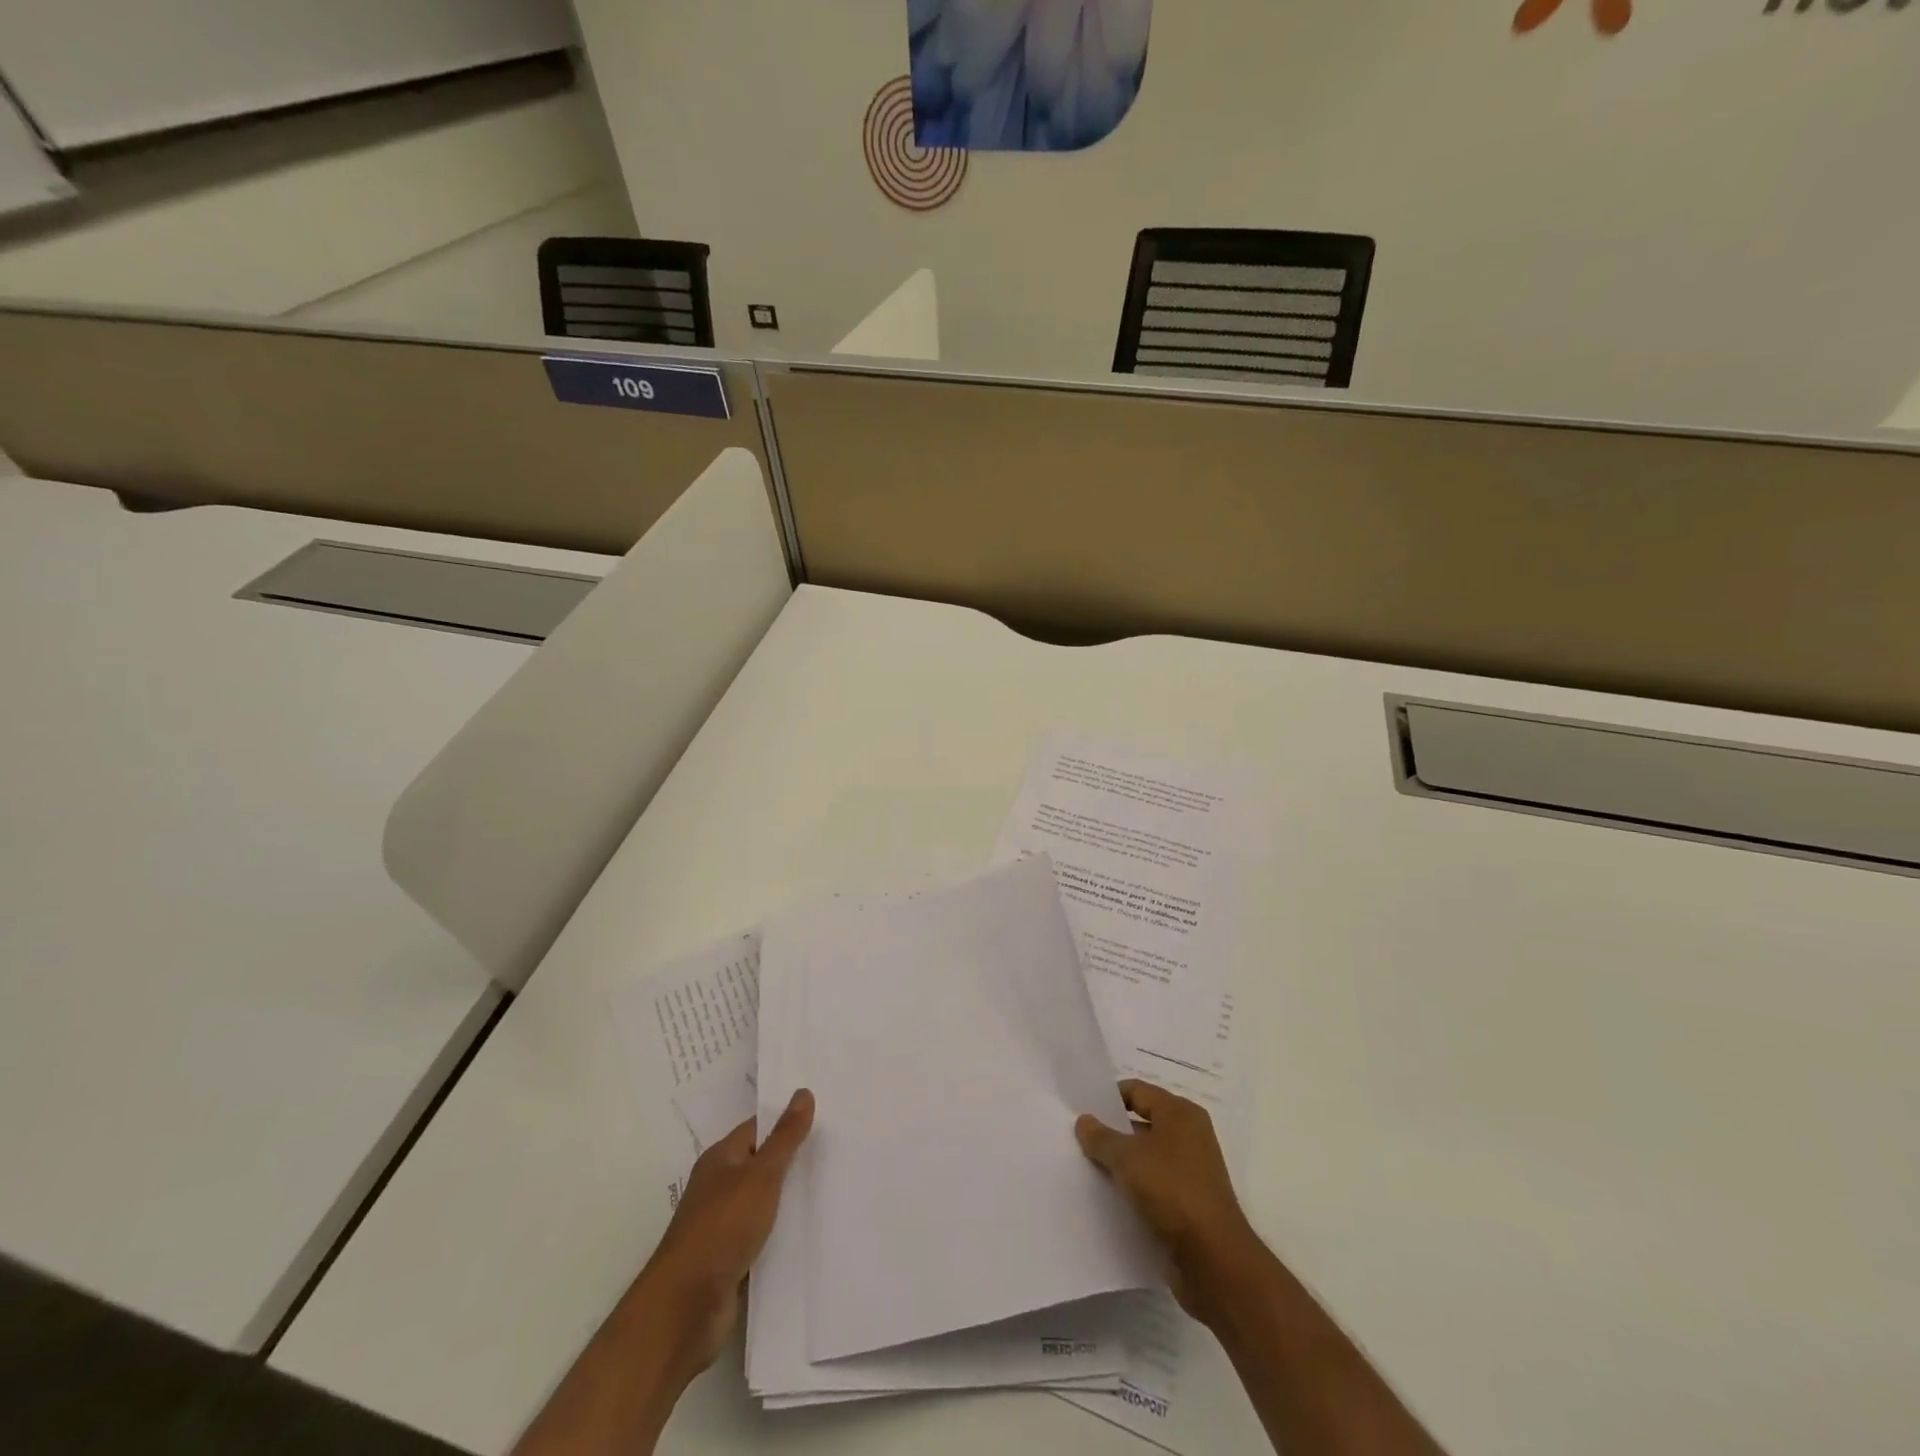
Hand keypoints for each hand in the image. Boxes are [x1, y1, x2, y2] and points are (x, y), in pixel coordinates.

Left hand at [633, 1088, 814, 1374]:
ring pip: (765, 1203)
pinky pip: (763, 1238)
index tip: (825, 1118)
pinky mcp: (731, 1261)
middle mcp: (719, 1187)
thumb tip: (803, 1092)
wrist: (684, 1309)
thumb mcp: (761, 1176)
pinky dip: (783, 1234)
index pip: (759, 1128)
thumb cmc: (722, 1228)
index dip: (788, 1121)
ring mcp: (724, 1226)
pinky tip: (811, 1233)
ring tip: (834, 1189)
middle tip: (838, 1149)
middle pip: (762, 1165)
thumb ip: (785, 1137)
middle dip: (795, 1160)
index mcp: (721, 1159)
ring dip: (791, 1200)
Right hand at [1075, 1079, 1262, 1326]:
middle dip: (1113, 1131)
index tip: (1081, 1110)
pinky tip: (1111, 1196)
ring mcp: (1192, 1170)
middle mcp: (1190, 1135)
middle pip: (1142, 1122)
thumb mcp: (1127, 1158)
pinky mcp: (1190, 1202)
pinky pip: (1155, 1184)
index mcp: (1180, 1113)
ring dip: (1122, 1162)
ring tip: (1089, 1167)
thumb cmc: (1171, 1189)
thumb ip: (1101, 1137)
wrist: (1213, 1257)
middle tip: (1079, 1138)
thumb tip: (1084, 1120)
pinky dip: (1135, 1186)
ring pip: (1147, 1156)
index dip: (1108, 1098)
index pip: (1137, 1091)